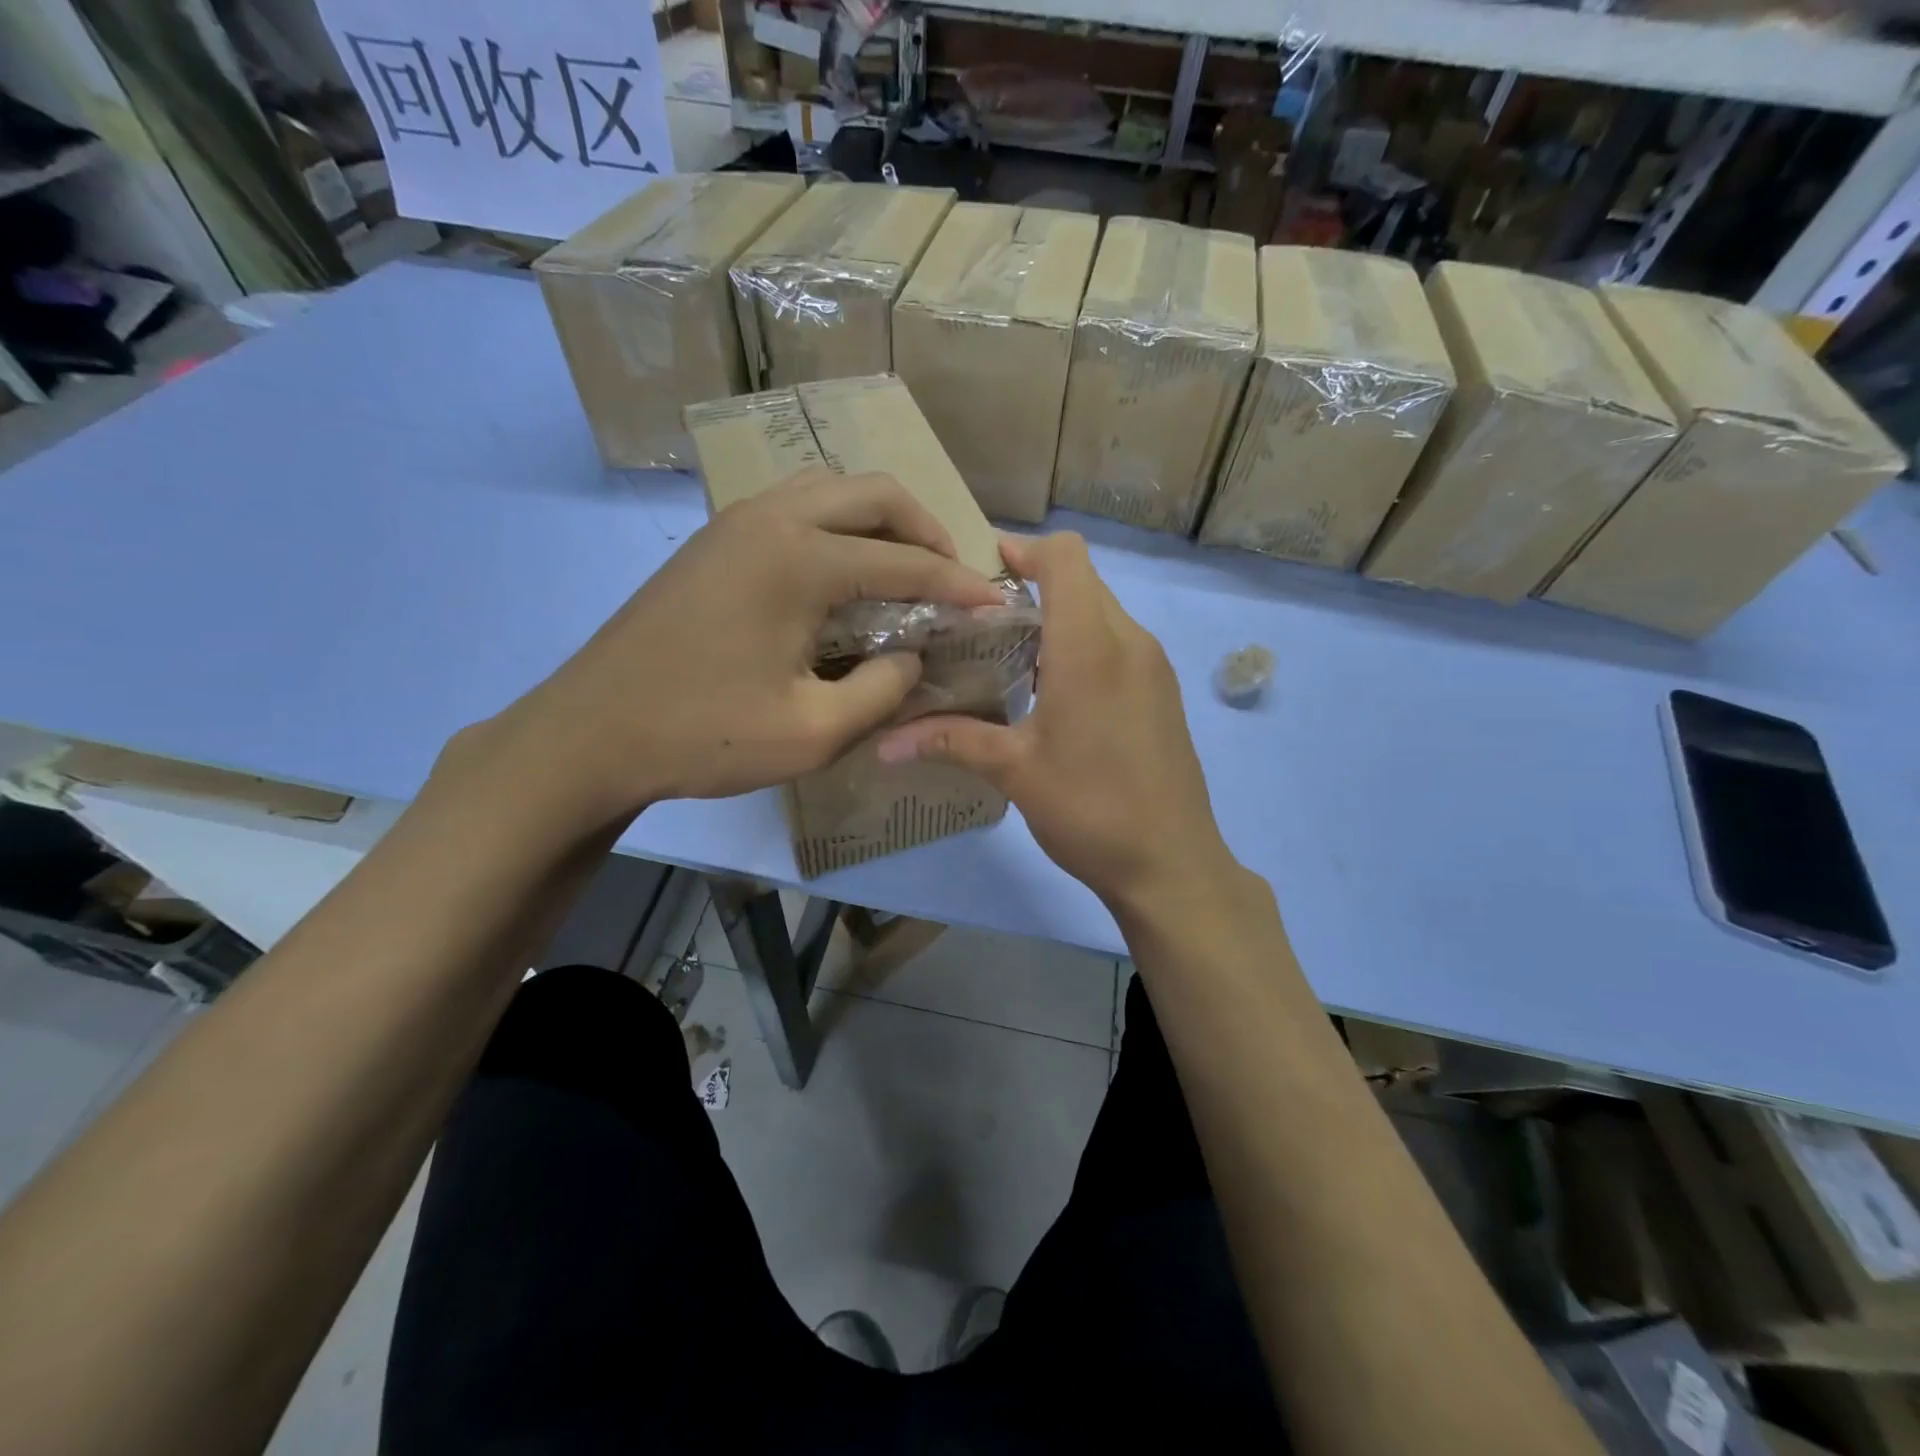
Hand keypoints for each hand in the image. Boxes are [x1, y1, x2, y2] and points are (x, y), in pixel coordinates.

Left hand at [457, 470, 1003, 832]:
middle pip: (873, 493)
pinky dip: (839, 528)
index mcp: (798, 558)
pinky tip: (845, 575)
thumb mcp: (814, 732)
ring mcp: (735, 522)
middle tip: (952, 575)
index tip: (996, 602)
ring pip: (831, 490)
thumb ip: (883, 690)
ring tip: (906, 568)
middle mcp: (770, 518)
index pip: (905, 560)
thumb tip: (913, 656)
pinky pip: (796, 508)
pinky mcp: (714, 541)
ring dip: (880, 521)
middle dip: (926, 529)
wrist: (591, 732)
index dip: (959, 584)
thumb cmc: (704, 735)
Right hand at [877, 533, 1234, 913]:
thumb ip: (949, 741)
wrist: (1171, 864)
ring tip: (1008, 652)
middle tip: (980, 617)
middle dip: (1032, 582)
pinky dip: (1083, 642)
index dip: (1024, 548)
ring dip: (1058, 615)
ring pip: (1102, 610)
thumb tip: (883, 743)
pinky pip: (1118, 642)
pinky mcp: (1161, 691)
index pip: (1065, 556)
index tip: (982, 569)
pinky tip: (1051, 688)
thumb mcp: (1014, 771)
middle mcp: (1129, 641)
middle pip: (1082, 579)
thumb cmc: (1090, 809)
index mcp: (1091, 647)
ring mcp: (1153, 666)